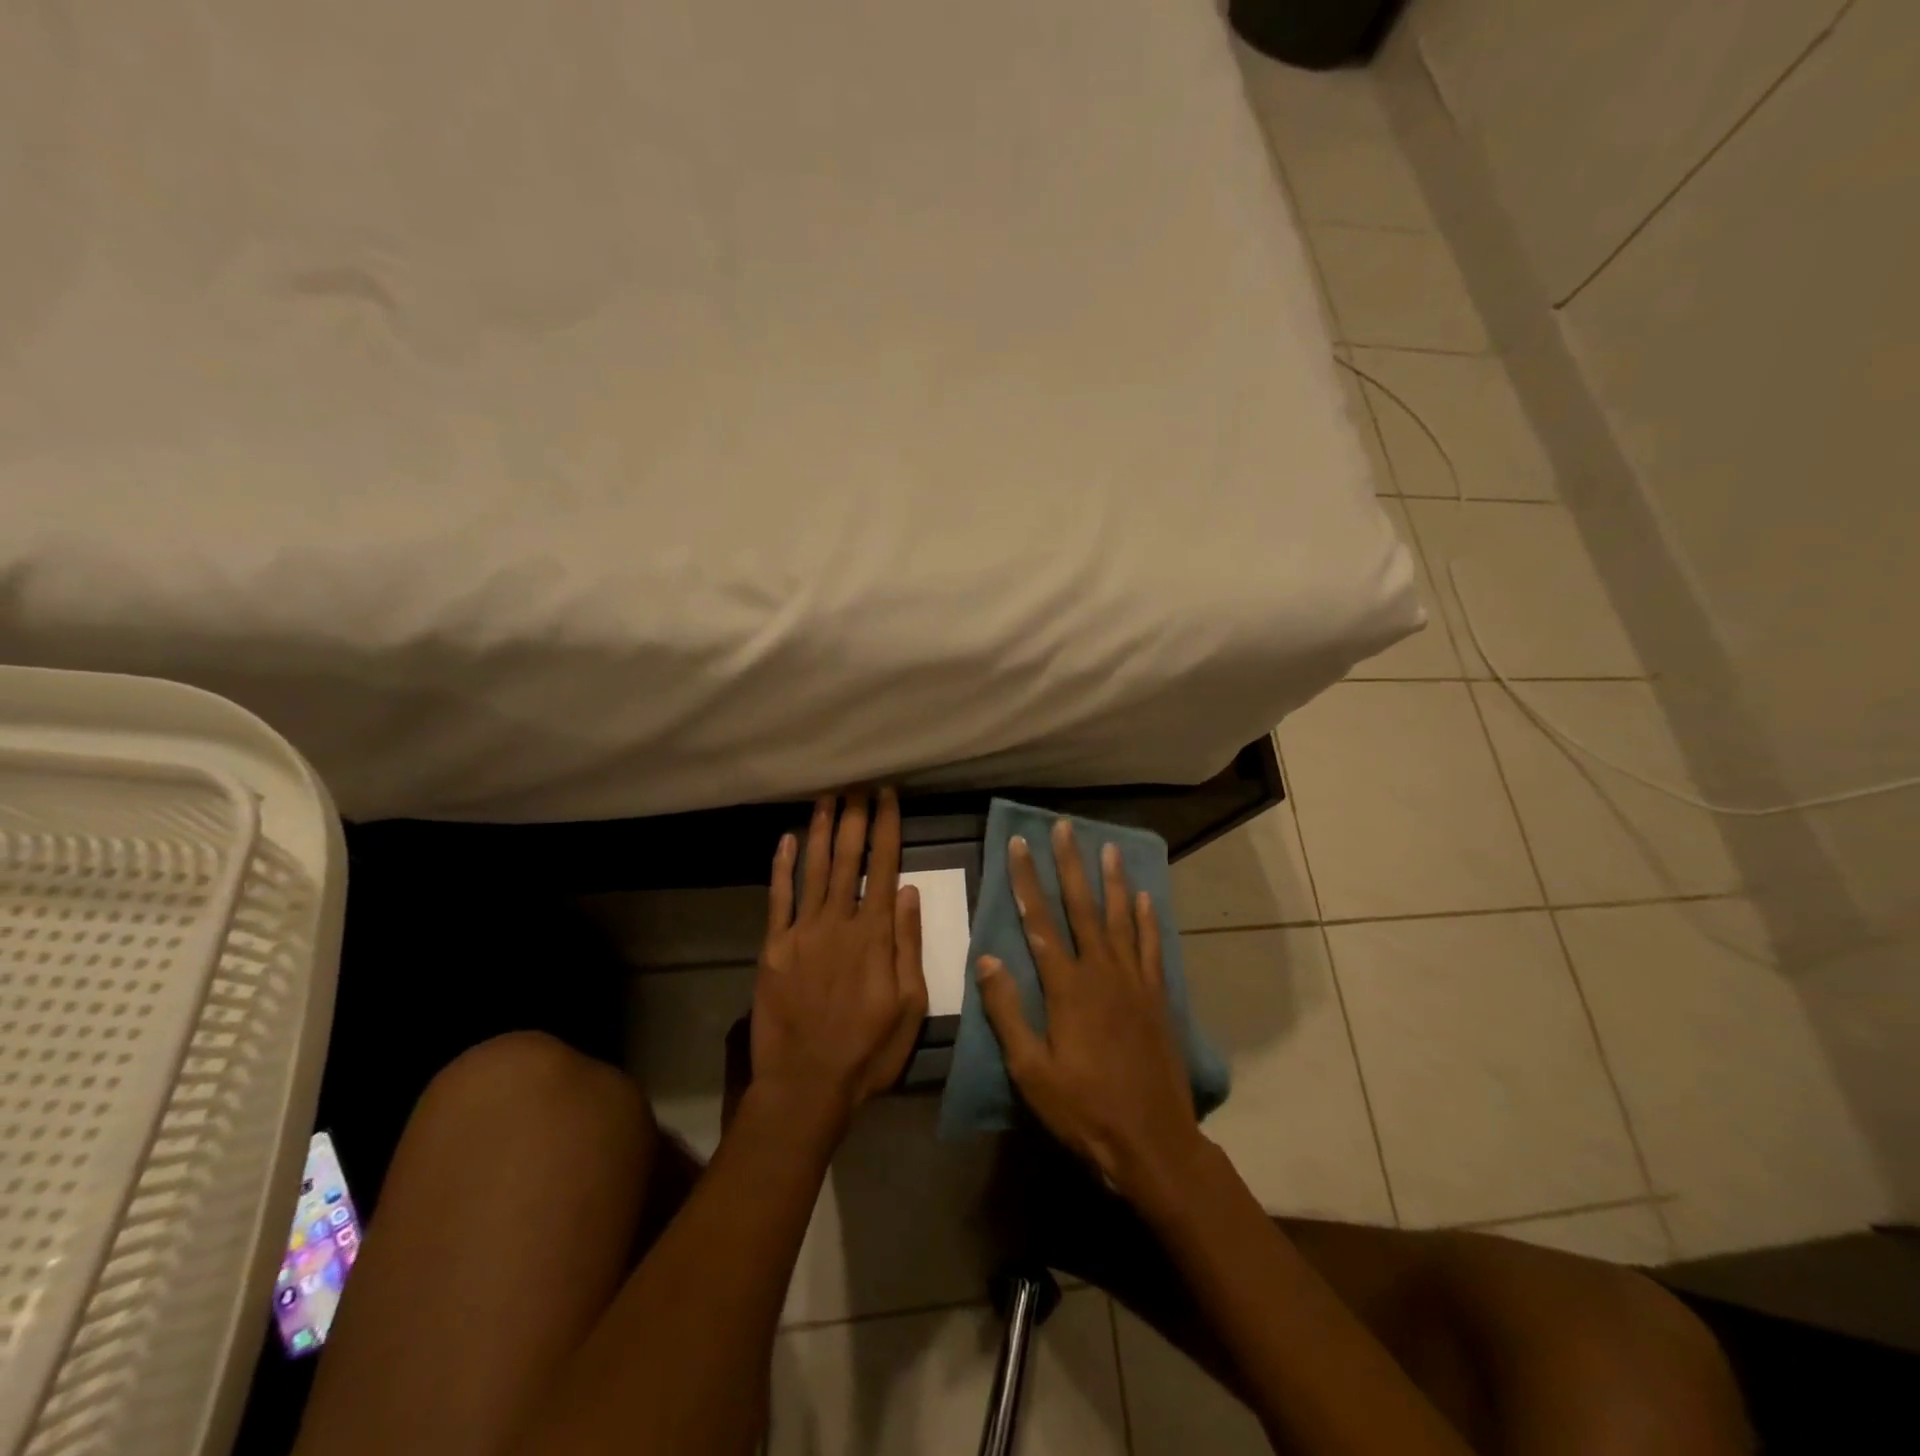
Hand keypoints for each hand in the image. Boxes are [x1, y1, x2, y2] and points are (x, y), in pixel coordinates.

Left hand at [751, 788, 927, 1136]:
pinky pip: (778, 898)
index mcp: (875, 935)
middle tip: (857, 785)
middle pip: (848, 858)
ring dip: (821, 830)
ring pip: (814, 868)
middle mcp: (838, 922)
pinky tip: (786, 839)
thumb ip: (908, 945)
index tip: (888, 797)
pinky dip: (782, 866)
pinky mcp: (773, 947)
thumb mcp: (911, 1005)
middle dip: (854, 817)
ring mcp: (802, 932)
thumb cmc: (868, 1050)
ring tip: (827, 797)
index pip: (884, 867)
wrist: (806, 1084)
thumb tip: (911, 891)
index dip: (887, 828)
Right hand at [976, 818, 1205, 1208]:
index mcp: (1067, 987)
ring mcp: (1134, 982)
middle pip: (1082, 907)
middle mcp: (1101, 972)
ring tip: (1108, 848)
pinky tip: (1145, 898)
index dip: (1027, 880)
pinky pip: (1151, 947)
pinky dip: (1147, 920)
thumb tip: (987, 957)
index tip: (1020, 843)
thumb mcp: (1031, 1070)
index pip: (1039, 920)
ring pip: (1120, 919)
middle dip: (1070, 865)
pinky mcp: (1157, 997)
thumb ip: (1008, 1012)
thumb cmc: (1083, 1109)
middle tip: (1065, 827)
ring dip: (1112, 881)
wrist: (1152, 1141)